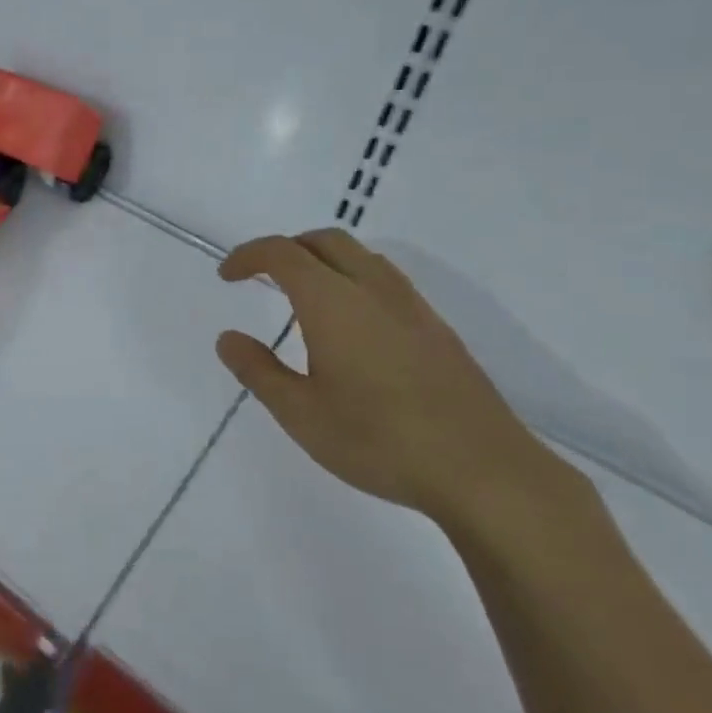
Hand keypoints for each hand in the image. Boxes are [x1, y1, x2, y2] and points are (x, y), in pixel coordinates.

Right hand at [215, 229, 571, 527]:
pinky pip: (386, 281)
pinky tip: (352, 326)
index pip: (282, 253)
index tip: (227, 276)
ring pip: (361, 256)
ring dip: (323, 260)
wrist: (484, 472)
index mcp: (332, 302)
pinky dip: (354, 280)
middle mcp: (373, 290)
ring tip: (303, 296)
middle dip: (286, 248)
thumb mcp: (300, 413)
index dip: (249, 256)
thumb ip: (258, 370)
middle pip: (325, 241)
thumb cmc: (378, 441)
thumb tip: (228, 338)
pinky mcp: (438, 330)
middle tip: (261, 277)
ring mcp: (412, 307)